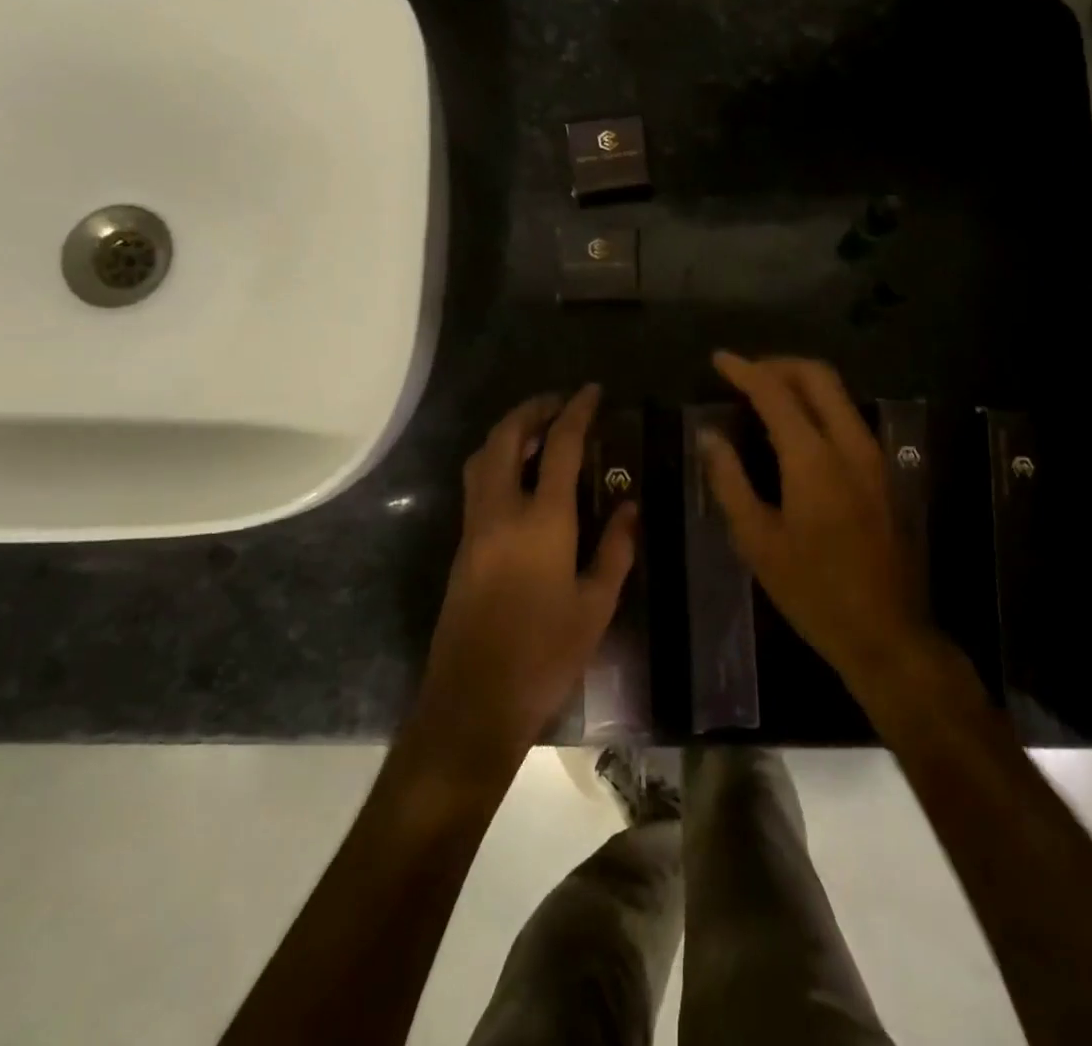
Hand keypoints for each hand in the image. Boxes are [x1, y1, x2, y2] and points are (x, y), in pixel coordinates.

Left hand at [413, 385, 635, 767]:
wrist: (475, 699)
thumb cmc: (545, 654)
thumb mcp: (596, 604)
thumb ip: (615, 548)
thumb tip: (629, 506)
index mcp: (542, 520)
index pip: (561, 446)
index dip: (577, 411)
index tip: (592, 391)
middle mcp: (501, 511)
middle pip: (507, 437)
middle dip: (533, 409)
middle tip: (561, 403)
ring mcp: (475, 526)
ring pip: (484, 456)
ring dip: (510, 431)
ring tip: (542, 431)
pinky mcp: (462, 545)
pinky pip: (478, 482)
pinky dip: (499, 459)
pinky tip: (523, 474)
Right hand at [699, 352, 932, 688]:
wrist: (886, 632)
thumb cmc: (812, 591)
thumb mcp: (758, 541)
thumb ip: (730, 481)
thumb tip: (709, 436)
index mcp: (814, 459)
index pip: (775, 393)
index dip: (744, 370)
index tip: (718, 359)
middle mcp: (849, 444)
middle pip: (818, 376)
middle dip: (778, 364)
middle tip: (743, 373)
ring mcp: (872, 456)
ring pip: (837, 394)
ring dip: (799, 382)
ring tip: (762, 395)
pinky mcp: (882, 472)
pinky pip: (846, 417)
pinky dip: (816, 405)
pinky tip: (792, 429)